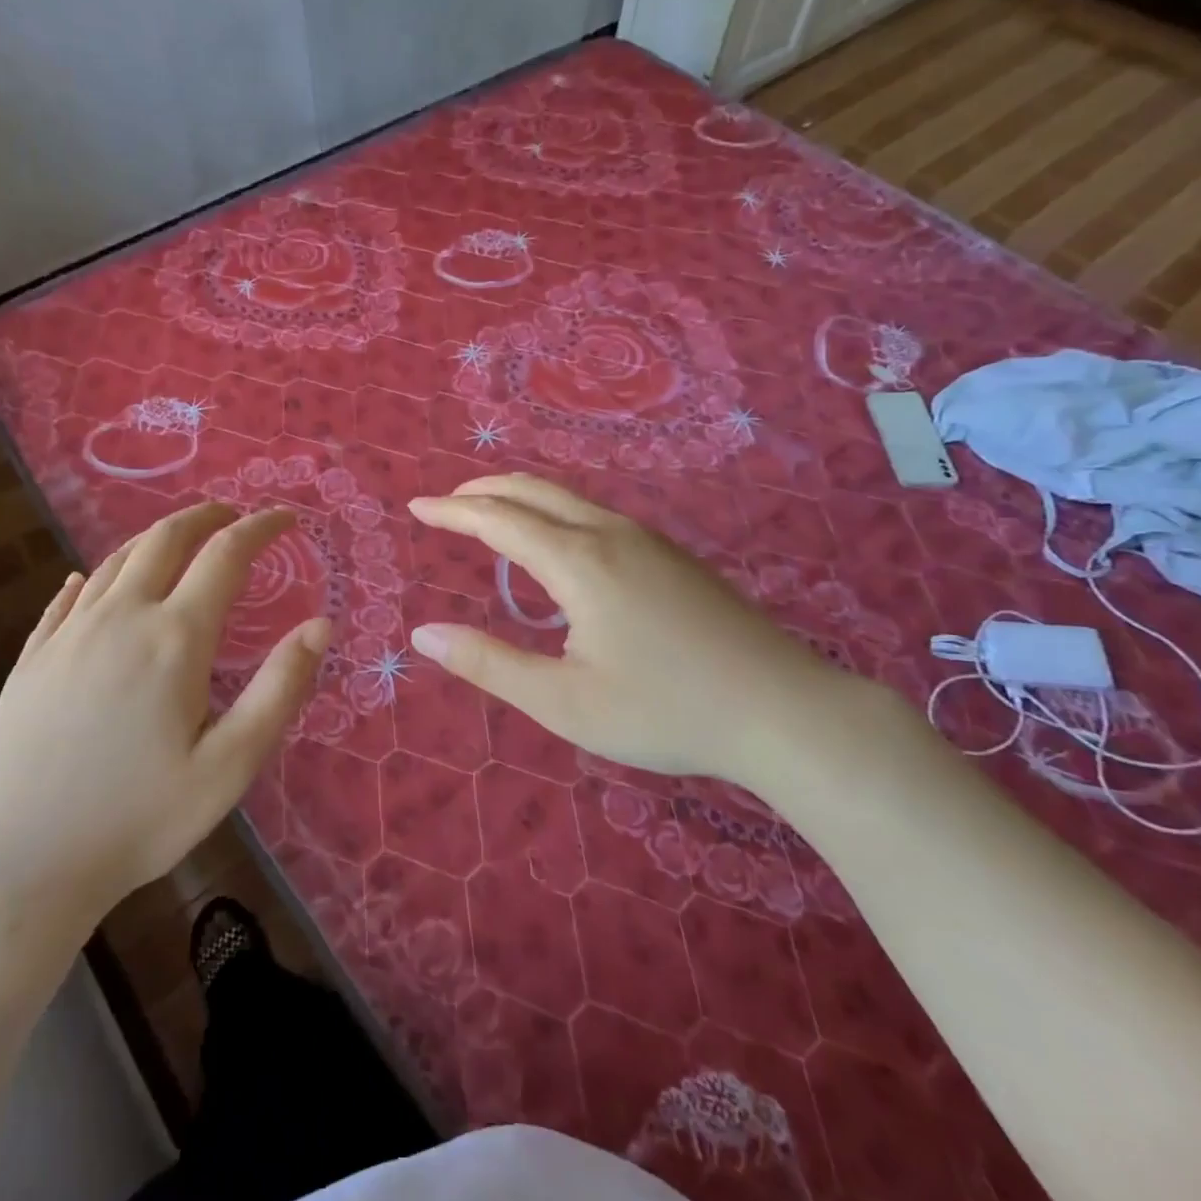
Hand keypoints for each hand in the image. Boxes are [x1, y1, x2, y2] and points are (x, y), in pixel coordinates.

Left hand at [0, 503, 328, 953]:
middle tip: (232, 515)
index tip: (285, 518)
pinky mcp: (33, 659)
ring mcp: (68, 635)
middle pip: (165, 539)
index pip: (226, 555)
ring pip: (116, 561)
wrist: (24, 863)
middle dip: (205, 516)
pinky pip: (68, 597)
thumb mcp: (231, 763)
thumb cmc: (141, 818)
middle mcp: (120, 618)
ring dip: (155, 538)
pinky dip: (96, 575)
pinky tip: (93, 581)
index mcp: (174, 638)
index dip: (260, 528)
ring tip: (180, 540)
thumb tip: (321, 625)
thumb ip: (280, 688)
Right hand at [407, 475, 882, 790]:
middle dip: (484, 491)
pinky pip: (597, 515)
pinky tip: (559, 543)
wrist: (783, 709)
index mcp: (579, 562)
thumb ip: (489, 664)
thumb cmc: (664, 710)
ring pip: (570, 499)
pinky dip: (555, 512)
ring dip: (521, 497)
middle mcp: (611, 535)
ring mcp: (649, 541)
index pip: (499, 520)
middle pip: (535, 491)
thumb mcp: (563, 702)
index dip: (453, 512)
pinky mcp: (673, 557)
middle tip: (446, 502)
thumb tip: (423, 634)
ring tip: (491, 514)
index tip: (417, 507)